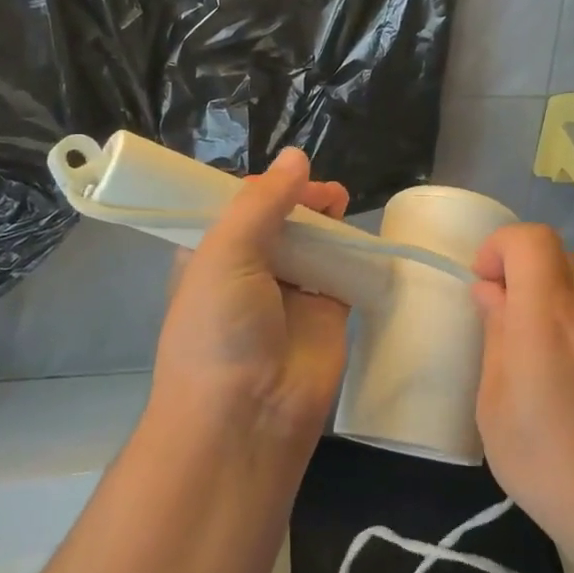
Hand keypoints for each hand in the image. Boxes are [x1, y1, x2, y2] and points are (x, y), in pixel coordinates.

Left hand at [152, 148, 351, 444]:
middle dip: (299, 200)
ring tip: (341, 203)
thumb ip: (261, 202)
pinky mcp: (328, 313)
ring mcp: (290, 293)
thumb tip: (296, 156)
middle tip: (323, 192)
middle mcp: (249, 272)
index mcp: (211, 257)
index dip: (262, 188)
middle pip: (279, 221)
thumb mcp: (224, 254)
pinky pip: (343, 272)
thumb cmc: (219, 330)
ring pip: (313, 243)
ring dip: (327, 222)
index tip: (287, 174)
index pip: (236, 209)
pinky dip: (353, 252)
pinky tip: (362, 235)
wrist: (248, 416)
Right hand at [471, 225, 573, 567]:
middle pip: (553, 251)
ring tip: (527, 343)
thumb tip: (491, 293)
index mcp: (548, 315)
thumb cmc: (550, 463)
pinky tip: (561, 365)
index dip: (499, 247)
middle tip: (497, 313)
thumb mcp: (496, 406)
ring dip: (544, 289)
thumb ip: (495, 336)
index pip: (530, 239)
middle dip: (517, 266)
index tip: (481, 285)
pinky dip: (568, 311)